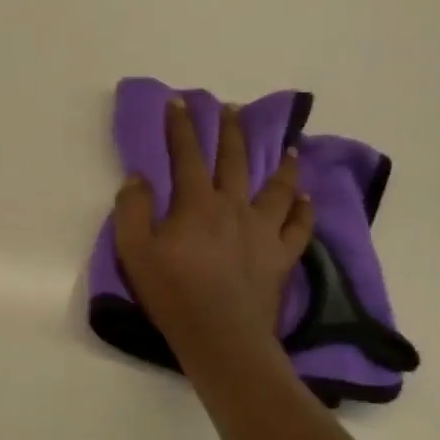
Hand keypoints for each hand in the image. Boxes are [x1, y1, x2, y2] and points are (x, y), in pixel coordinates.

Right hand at [114, 98, 313, 369]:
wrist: (221, 338)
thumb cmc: (173, 294)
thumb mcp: (134, 252)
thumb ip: (133, 210)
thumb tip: (139, 177)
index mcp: (196, 204)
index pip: (186, 155)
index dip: (180, 126)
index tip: (179, 101)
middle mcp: (233, 207)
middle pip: (234, 160)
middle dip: (230, 131)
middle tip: (232, 108)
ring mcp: (262, 231)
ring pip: (276, 188)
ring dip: (281, 164)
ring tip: (288, 146)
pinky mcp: (281, 257)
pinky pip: (298, 227)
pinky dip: (304, 210)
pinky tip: (306, 197)